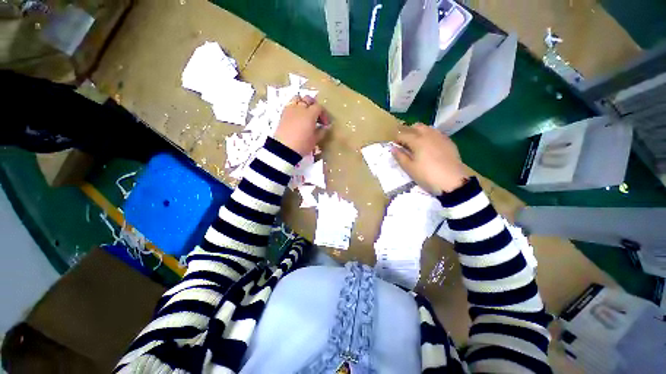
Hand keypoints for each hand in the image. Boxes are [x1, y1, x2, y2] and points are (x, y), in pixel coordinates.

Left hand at [274, 95, 329, 155]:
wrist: (284, 149)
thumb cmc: (302, 144)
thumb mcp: (315, 140)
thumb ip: (322, 132)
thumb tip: (325, 127)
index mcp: (310, 114)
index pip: (319, 107)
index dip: (324, 115)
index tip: (325, 124)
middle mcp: (300, 108)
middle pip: (308, 99)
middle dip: (314, 105)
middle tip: (316, 116)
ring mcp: (290, 110)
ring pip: (297, 99)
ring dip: (303, 103)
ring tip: (305, 113)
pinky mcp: (282, 114)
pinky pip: (290, 105)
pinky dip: (295, 108)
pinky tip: (297, 118)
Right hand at [392, 123, 468, 193]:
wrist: (453, 182)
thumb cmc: (427, 175)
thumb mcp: (410, 168)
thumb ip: (400, 157)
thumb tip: (393, 148)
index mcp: (417, 140)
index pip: (403, 135)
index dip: (396, 140)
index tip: (395, 147)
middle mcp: (429, 134)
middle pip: (416, 127)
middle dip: (408, 132)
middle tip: (404, 143)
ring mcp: (440, 137)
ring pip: (427, 128)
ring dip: (419, 132)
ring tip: (416, 144)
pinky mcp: (448, 142)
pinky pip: (436, 133)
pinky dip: (429, 136)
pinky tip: (429, 146)